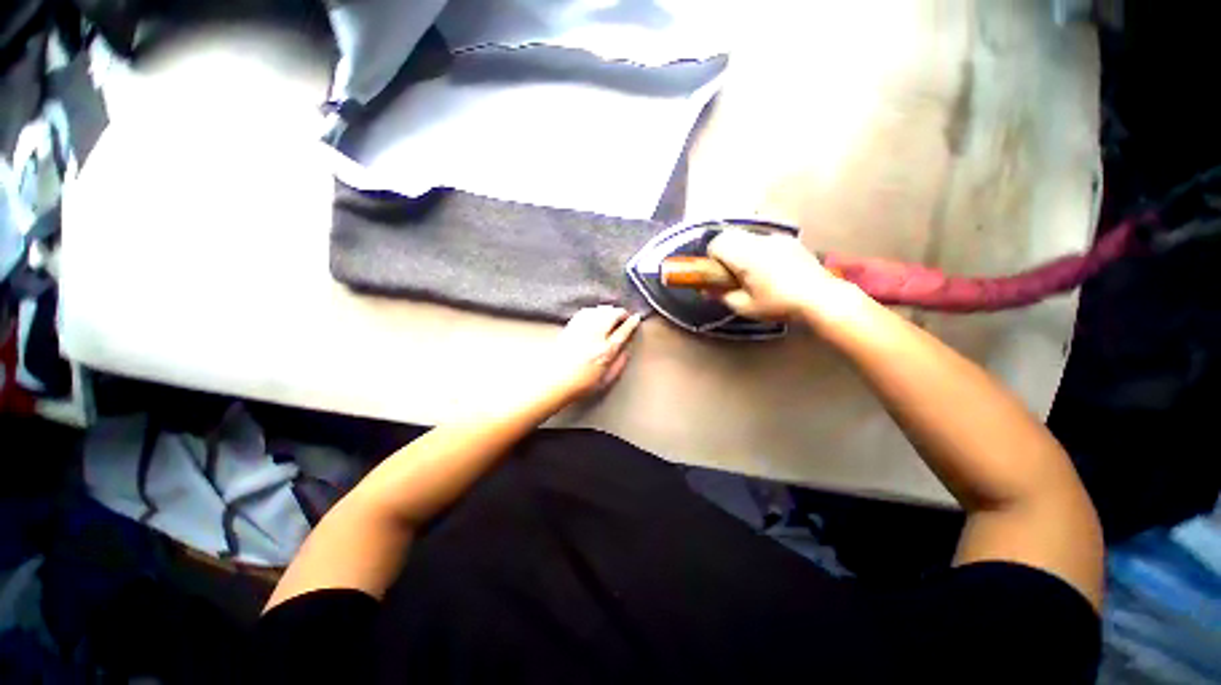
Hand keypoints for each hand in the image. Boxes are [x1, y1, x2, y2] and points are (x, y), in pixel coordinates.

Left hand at [546, 305, 641, 401]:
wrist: (552, 383)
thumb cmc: (578, 385)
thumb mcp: (605, 381)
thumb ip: (619, 365)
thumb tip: (626, 352)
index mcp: (605, 352)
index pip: (623, 331)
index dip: (631, 323)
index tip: (636, 319)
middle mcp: (594, 337)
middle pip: (611, 315)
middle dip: (621, 312)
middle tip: (625, 315)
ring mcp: (580, 331)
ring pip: (598, 311)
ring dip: (608, 309)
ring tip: (612, 313)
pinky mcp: (569, 328)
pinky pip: (585, 312)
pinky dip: (593, 310)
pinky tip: (596, 312)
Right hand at [707, 229, 850, 321]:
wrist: (821, 298)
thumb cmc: (779, 304)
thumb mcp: (745, 307)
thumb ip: (722, 296)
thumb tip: (706, 291)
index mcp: (746, 256)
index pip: (717, 243)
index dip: (712, 258)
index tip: (719, 274)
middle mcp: (759, 241)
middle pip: (730, 235)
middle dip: (725, 252)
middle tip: (732, 274)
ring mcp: (776, 238)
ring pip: (746, 237)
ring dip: (742, 251)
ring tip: (753, 273)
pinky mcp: (789, 240)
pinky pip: (763, 240)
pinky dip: (758, 250)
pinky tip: (771, 270)